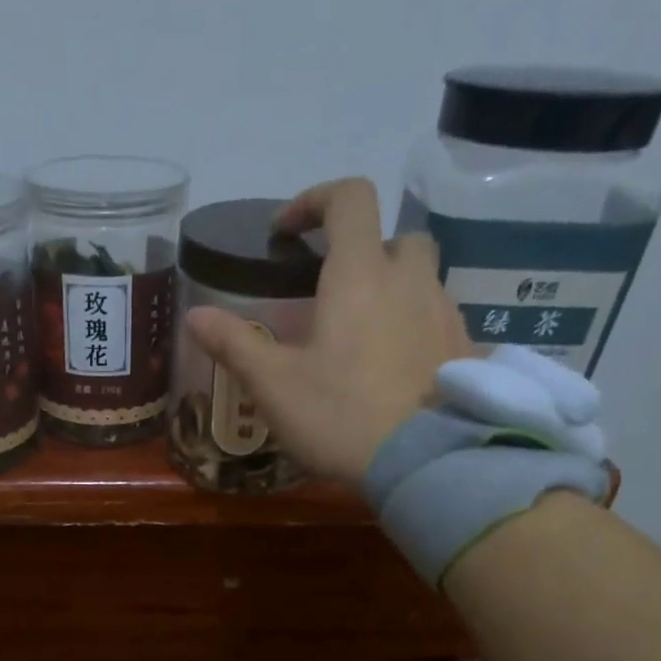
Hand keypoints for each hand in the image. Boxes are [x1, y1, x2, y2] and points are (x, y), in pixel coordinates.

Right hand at [182, 177, 470, 489]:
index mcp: (360, 275)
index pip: (349, 199)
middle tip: (334, 293)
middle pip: (395, 237)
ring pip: (421, 279)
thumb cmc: (340, 416)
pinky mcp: (466, 348)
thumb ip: (234, 345)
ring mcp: (445, 313)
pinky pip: (437, 319)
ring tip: (362, 338)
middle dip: (363, 251)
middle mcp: (410, 280)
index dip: (314, 201)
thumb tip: (193, 316)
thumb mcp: (274, 386)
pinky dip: (413, 326)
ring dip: (392, 290)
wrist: (426, 462)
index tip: (287, 233)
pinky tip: (393, 369)